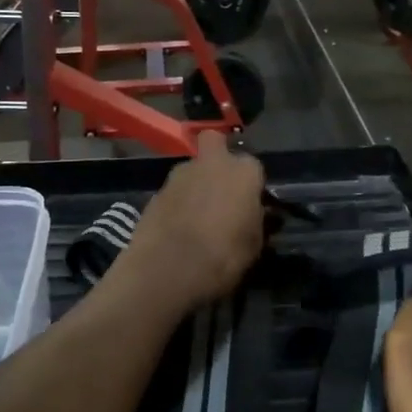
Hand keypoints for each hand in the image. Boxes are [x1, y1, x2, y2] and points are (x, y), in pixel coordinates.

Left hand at [112, 132, 264, 314]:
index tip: (250, 204)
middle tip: (221, 188)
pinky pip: (174, 191)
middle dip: (218, 157)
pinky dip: (177, 202)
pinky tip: (178, 227)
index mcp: (243, 172)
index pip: (254, 166)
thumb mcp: (254, 245)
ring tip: (197, 215)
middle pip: (215, 143)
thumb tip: (255, 214)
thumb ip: (256, 221)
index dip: (251, 184)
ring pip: (192, 168)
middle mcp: (211, 163)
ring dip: (196, 183)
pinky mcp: (155, 191)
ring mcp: (179, 174)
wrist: (168, 269)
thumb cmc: (223, 256)